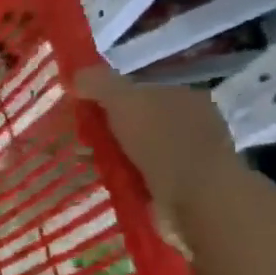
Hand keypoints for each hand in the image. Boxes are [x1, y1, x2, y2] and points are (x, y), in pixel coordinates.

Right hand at [75, 67, 237, 215]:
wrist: (198, 200)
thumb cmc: (163, 141)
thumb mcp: (123, 100)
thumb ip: (98, 83)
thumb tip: (77, 74)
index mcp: (185, 96)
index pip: (140, 90)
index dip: (109, 96)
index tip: (83, 106)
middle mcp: (191, 123)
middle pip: (137, 120)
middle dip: (107, 127)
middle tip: (80, 136)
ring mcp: (188, 157)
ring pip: (137, 149)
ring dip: (111, 154)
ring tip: (85, 161)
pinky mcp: (182, 188)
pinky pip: (141, 176)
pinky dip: (121, 177)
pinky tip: (104, 180)